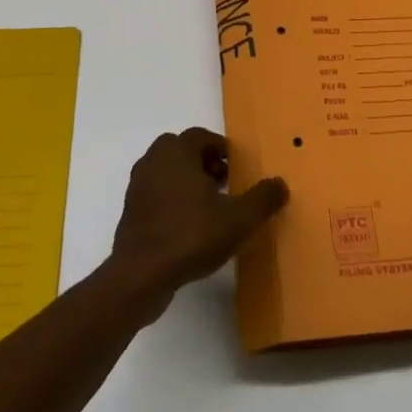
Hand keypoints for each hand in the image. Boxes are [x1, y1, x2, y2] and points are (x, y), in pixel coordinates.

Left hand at [109, 129, 287, 314]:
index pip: (201, 136)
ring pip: (168, 172)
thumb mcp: (238, 219)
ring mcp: (138, 186)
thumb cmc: (191, 235)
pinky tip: (189, 227)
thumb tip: (280, 183)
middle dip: (205, 163)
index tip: (237, 166)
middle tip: (225, 183)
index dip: (221, 148)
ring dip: (189, 182)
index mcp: (177, 151)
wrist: (141, 275)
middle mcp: (154, 160)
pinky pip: (157, 195)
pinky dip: (173, 201)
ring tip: (211, 208)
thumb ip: (262, 199)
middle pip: (183, 151)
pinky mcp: (131, 212)